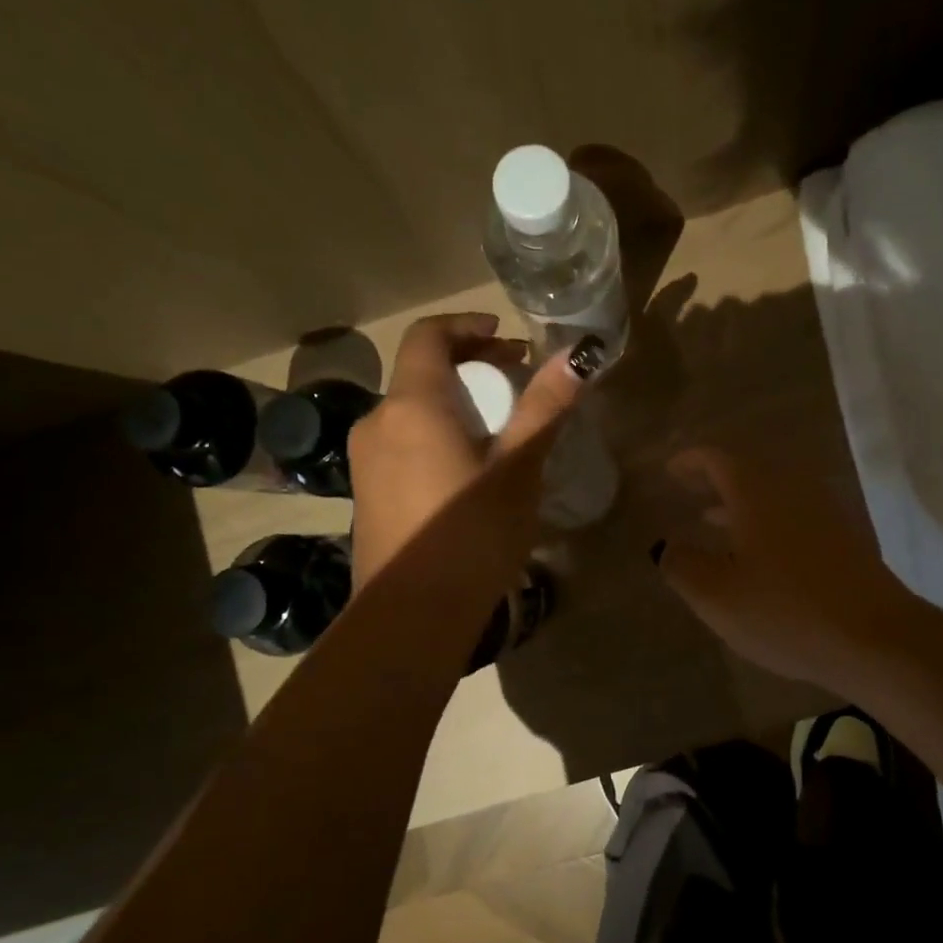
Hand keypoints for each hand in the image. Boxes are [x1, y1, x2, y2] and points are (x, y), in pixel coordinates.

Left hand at [347, 313, 590, 588]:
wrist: (411, 616)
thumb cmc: (471, 534)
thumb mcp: (518, 469)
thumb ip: (545, 408)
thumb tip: (578, 356)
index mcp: (411, 405)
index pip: (428, 336)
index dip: (468, 326)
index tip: (506, 337)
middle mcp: (377, 422)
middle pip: (421, 373)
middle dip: (470, 367)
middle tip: (516, 380)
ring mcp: (365, 461)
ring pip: (412, 410)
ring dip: (454, 403)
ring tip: (500, 427)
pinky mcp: (366, 493)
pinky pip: (403, 442)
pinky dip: (436, 433)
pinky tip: (469, 468)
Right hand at [655, 448, 920, 694]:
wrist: (875, 637)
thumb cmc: (785, 611)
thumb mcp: (717, 595)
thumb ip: (682, 566)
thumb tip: (666, 546)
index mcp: (756, 491)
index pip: (717, 459)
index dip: (690, 462)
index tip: (670, 470)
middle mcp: (792, 488)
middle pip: (747, 471)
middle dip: (714, 479)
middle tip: (687, 489)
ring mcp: (823, 511)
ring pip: (772, 494)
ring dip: (740, 502)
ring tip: (711, 519)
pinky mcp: (844, 538)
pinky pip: (793, 514)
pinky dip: (766, 521)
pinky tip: (758, 553)